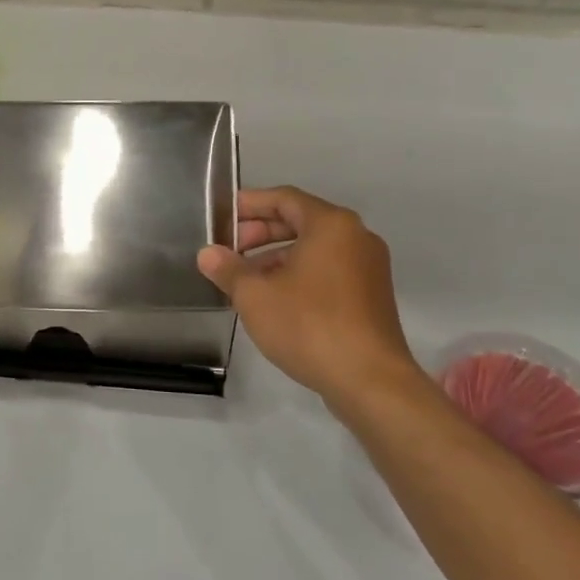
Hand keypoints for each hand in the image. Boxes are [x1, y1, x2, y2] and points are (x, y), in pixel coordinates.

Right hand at [198, 186, 425, 412]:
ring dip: (277, 258)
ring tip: (245, 280)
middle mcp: (356, 237)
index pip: (284, 198)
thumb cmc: (309, 325)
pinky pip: (328, 271)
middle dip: (260, 233)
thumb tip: (208, 254)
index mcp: (331, 224)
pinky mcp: (372, 296)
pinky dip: (299, 275)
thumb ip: (228, 269)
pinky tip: (275, 300)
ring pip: (314, 249)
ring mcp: (368, 267)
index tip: (221, 217)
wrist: (370, 381)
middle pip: (300, 221)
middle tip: (229, 250)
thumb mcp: (255, 296)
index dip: (249, 205)